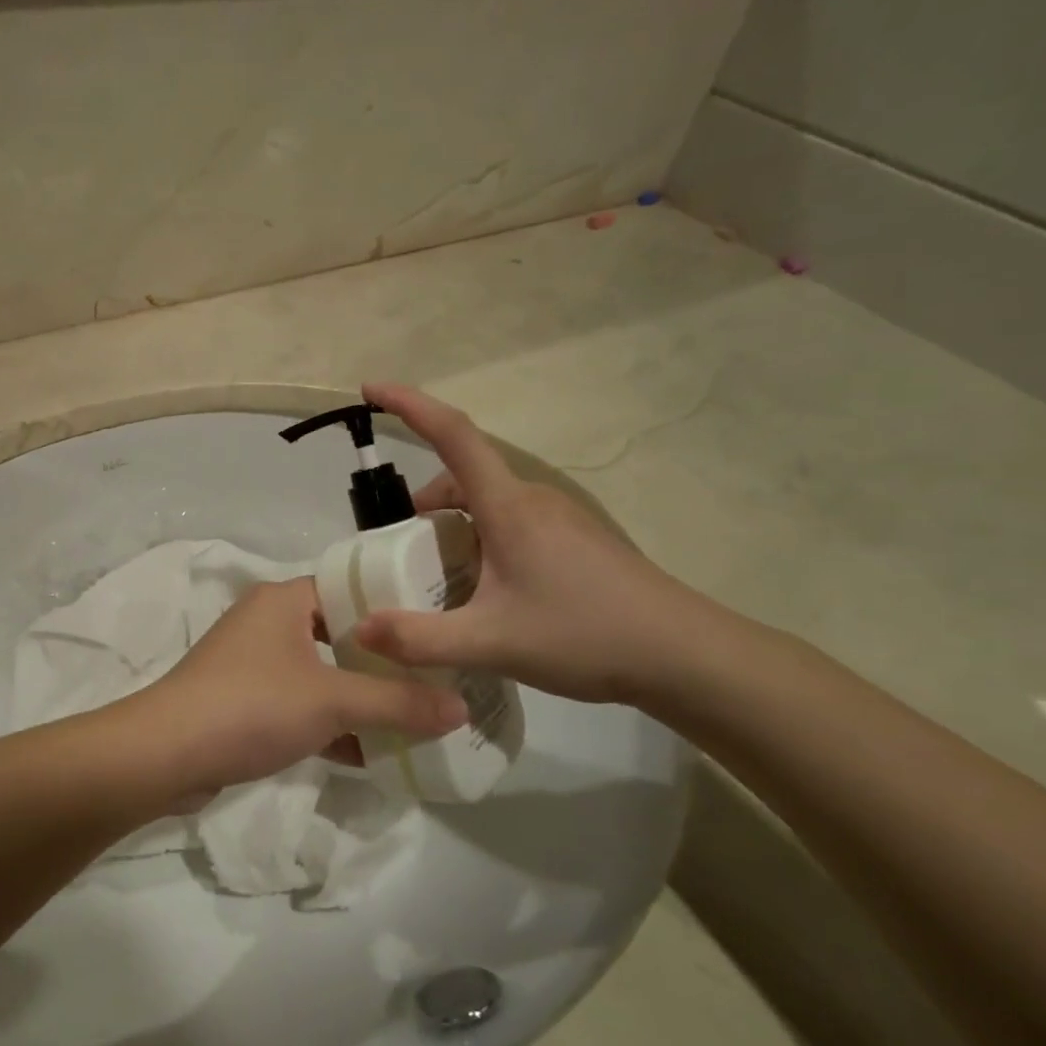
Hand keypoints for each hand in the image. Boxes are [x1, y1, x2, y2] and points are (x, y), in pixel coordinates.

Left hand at [122, 577, 466, 797]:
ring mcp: (251, 663)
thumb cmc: (252, 706)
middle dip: (382, 661)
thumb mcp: (333, 701)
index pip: (350, 588)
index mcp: (284, 599)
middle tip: (434, 678)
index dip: (394, 609)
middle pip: (338, 634)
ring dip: (357, 697)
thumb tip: (462, 709)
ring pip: (319, 673)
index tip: (438, 631)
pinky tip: (368, 755)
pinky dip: (329, 725)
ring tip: (412, 718)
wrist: (165, 753)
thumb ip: (398, 703)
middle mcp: (266, 622)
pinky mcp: (241, 701)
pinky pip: (298, 705)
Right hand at [353, 382, 715, 705]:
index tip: (370, 389)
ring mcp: (560, 518)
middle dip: (424, 506)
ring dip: (454, 529)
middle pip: (463, 477)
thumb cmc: (586, 636)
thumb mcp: (491, 643)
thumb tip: (361, 629)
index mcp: (509, 506)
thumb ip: (419, 639)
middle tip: (403, 557)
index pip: (452, 434)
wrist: (685, 655)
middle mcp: (533, 499)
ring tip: (445, 584)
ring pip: (488, 505)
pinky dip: (482, 543)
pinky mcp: (577, 540)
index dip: (408, 405)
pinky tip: (491, 595)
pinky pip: (512, 524)